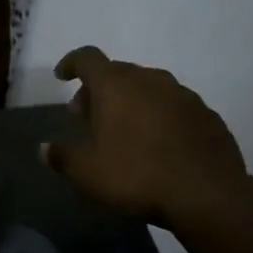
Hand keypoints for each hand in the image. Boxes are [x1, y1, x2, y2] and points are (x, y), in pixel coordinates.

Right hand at [42, 46, 251, 224]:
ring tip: (125, 131)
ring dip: (132, 101)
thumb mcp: (87, 173)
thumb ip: (62, 156)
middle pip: (118, 72)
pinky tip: (159, 144)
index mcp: (116, 85)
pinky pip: (174, 107)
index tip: (62, 77)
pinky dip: (160, 116)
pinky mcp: (207, 115)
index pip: (87, 58)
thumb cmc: (137, 175)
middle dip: (99, 90)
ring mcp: (183, 95)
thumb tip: (44, 148)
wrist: (208, 194)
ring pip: (149, 88)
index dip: (71, 63)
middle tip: (89, 118)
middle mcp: (150, 79)